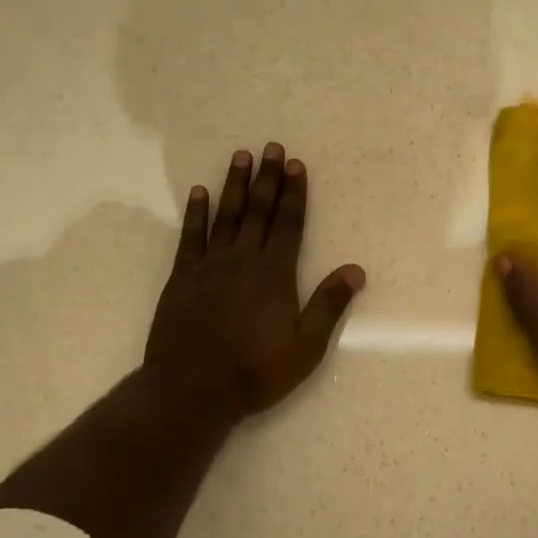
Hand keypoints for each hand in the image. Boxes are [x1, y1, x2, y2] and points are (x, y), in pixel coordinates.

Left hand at [144, 143, 364, 420]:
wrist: (192, 390)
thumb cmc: (256, 371)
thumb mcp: (306, 346)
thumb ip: (329, 304)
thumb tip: (356, 270)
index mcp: (274, 274)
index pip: (287, 224)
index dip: (294, 194)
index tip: (296, 165)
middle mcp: (242, 260)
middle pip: (258, 211)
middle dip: (267, 178)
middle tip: (271, 147)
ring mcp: (209, 267)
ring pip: (225, 216)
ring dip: (234, 185)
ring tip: (240, 156)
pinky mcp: (181, 279)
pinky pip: (190, 237)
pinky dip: (196, 214)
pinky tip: (198, 193)